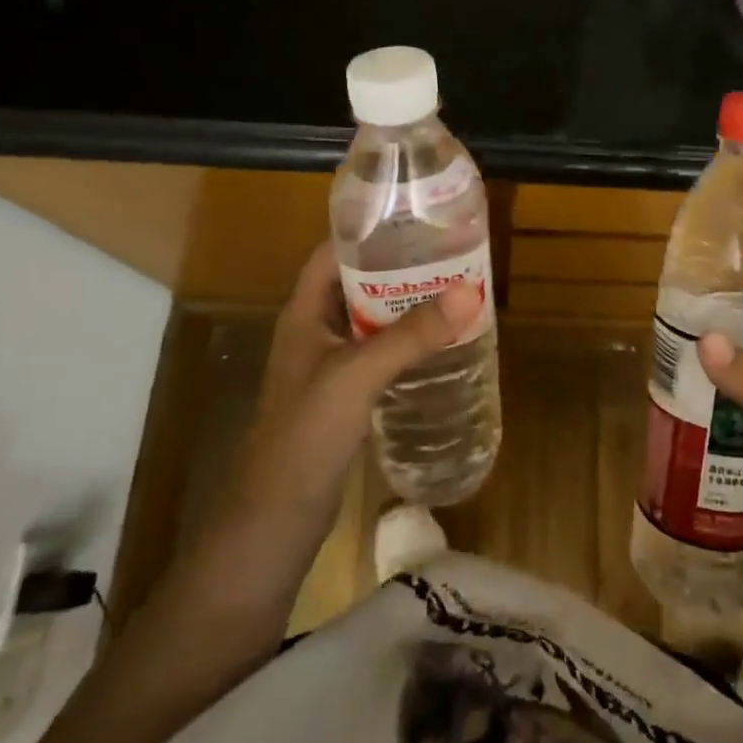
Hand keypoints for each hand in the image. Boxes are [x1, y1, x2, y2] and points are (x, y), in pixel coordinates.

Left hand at [196, 243, 478, 606]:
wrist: (273, 524)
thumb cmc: (304, 436)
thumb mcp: (357, 376)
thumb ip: (411, 335)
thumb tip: (469, 291)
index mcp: (303, 314)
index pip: (332, 253)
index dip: (366, 231)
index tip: (414, 217)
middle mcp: (314, 332)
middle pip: (357, 284)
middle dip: (398, 267)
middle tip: (448, 253)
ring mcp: (327, 367)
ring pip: (370, 321)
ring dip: (405, 306)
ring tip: (453, 290)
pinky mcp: (343, 398)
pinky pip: (377, 355)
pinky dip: (404, 344)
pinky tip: (438, 345)